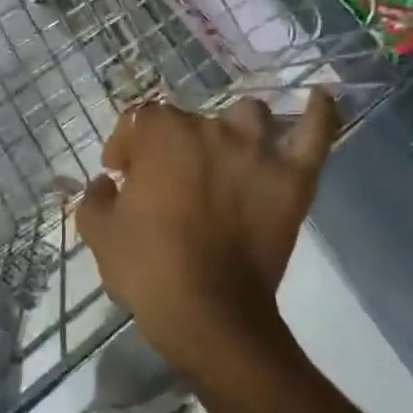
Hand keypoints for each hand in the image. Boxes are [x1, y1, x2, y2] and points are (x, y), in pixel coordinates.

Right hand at [75, 90, 337, 359]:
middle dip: (170, 146)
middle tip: (165, 183)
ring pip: (248, 116)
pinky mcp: (293, 179)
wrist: (208, 313)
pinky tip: (318, 100)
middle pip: (188, 120)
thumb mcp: (99, 234)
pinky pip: (315, 134)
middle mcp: (210, 130)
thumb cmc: (148, 269)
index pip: (138, 122)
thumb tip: (104, 184)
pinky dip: (318, 114)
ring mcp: (257, 152)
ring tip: (225, 153)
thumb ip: (94, 198)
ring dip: (232, 129)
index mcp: (162, 136)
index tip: (120, 175)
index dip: (125, 146)